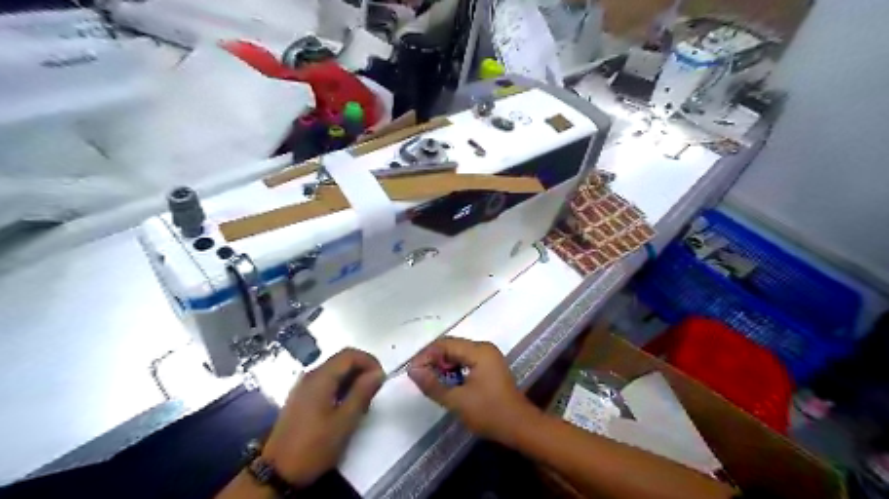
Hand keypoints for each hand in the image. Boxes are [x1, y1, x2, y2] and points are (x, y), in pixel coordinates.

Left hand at [258, 349, 381, 485]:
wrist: (277, 473)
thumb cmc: (314, 446)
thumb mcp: (344, 421)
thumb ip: (362, 393)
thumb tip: (378, 373)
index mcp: (321, 377)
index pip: (350, 355)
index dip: (369, 361)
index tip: (381, 379)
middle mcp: (311, 376)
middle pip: (341, 360)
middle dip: (362, 369)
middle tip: (375, 390)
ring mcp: (303, 387)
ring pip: (334, 371)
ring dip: (352, 379)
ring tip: (363, 400)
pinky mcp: (301, 398)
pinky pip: (325, 382)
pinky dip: (340, 386)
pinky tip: (345, 406)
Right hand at [406, 339, 537, 443]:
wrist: (520, 427)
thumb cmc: (489, 413)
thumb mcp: (457, 401)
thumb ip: (432, 384)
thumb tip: (412, 371)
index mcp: (478, 351)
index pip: (445, 344)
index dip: (426, 356)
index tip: (412, 372)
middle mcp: (483, 348)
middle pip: (451, 346)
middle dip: (433, 360)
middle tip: (419, 377)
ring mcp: (488, 356)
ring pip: (458, 354)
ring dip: (443, 365)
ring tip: (431, 381)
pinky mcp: (489, 366)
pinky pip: (466, 361)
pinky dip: (454, 370)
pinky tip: (447, 383)